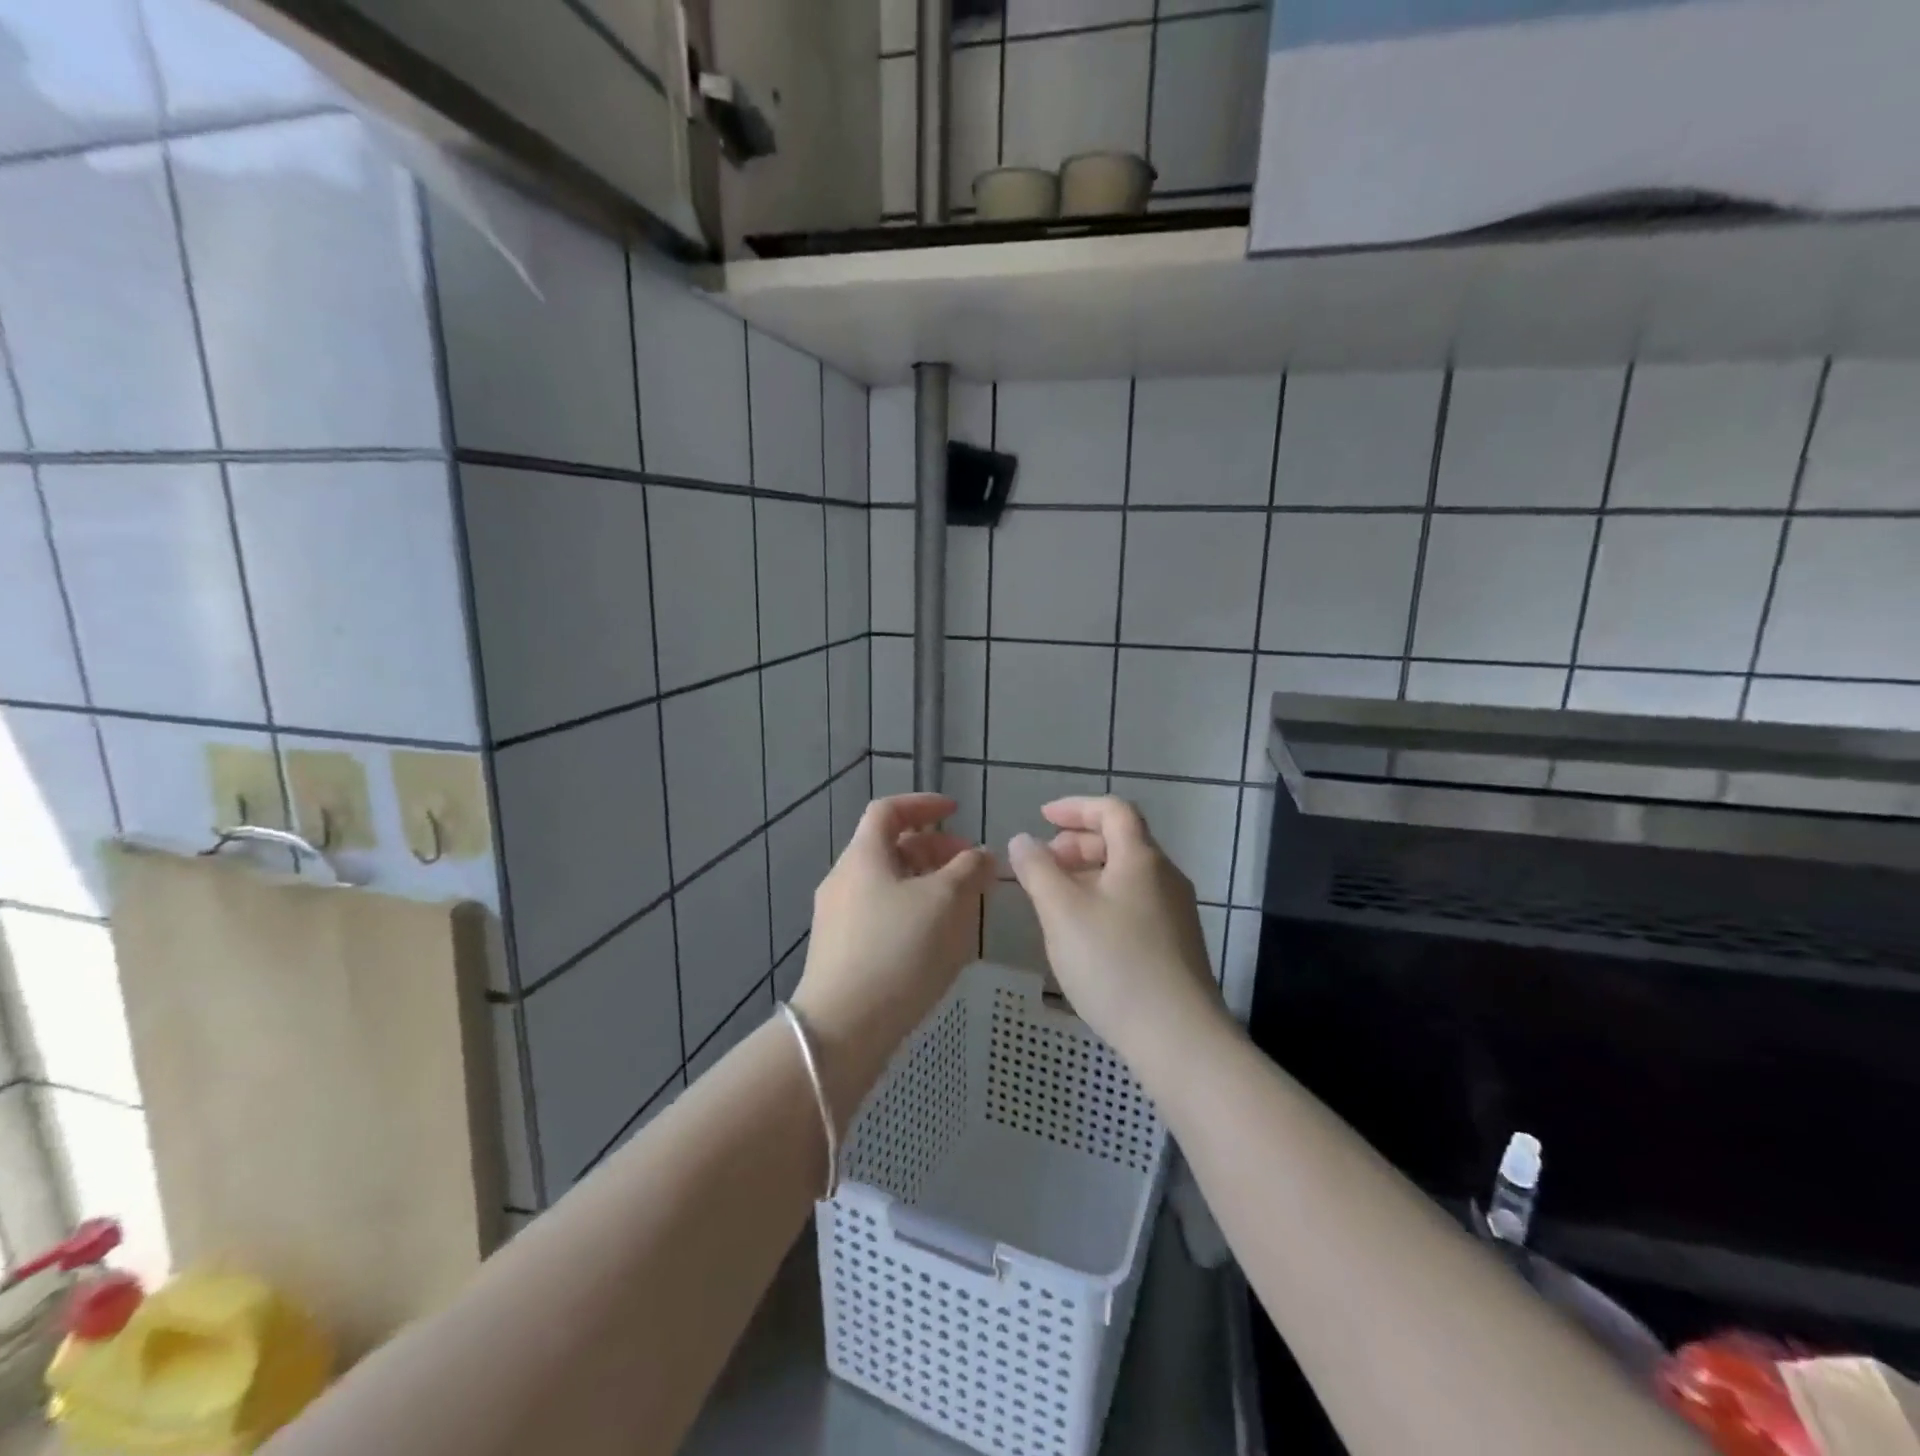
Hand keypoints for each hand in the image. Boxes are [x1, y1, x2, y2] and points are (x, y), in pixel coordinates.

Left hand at [792, 794, 995, 1123]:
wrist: (842, 1029)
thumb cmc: (897, 950)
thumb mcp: (945, 902)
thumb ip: (968, 870)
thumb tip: (982, 854)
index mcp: (862, 856)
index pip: (888, 810)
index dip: (924, 804)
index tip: (957, 812)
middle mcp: (844, 880)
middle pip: (890, 848)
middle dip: (934, 849)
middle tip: (970, 866)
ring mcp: (838, 917)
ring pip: (888, 884)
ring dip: (926, 883)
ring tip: (961, 905)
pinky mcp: (841, 951)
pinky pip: (882, 914)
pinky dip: (912, 911)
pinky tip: (936, 940)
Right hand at [1007, 796, 1226, 1065]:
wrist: (1179, 1038)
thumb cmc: (1114, 964)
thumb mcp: (1062, 912)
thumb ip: (1038, 870)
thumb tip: (1023, 840)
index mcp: (1141, 859)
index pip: (1113, 810)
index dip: (1076, 807)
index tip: (1042, 819)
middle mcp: (1165, 877)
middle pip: (1122, 841)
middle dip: (1078, 843)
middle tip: (1044, 864)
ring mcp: (1176, 912)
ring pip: (1128, 875)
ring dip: (1089, 874)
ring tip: (1057, 900)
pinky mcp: (1177, 944)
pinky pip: (1135, 903)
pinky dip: (1105, 900)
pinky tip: (1084, 934)